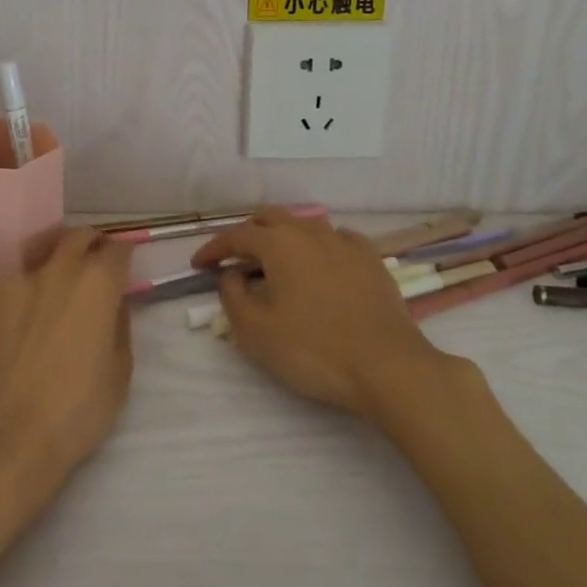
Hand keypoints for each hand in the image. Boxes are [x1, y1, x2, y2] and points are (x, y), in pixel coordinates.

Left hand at [0, 227, 133, 515]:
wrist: (1, 438)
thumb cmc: (74, 412)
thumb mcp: (120, 373)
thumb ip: (119, 327)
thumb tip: (110, 308)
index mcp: (97, 283)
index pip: (118, 249)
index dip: (123, 256)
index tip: (122, 269)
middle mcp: (56, 269)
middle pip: (77, 237)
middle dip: (89, 245)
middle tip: (91, 267)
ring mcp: (13, 281)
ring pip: (38, 263)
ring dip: (50, 276)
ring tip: (45, 307)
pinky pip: (7, 289)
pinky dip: (16, 300)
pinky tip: (11, 331)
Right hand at [193, 211, 454, 421]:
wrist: (387, 366)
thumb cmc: (313, 350)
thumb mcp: (256, 332)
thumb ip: (232, 296)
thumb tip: (233, 275)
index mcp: (279, 243)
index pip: (237, 235)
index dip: (214, 249)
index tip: (199, 264)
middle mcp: (310, 231)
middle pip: (271, 220)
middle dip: (248, 235)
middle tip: (235, 259)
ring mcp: (345, 241)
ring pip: (304, 226)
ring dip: (283, 238)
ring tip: (275, 262)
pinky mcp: (371, 258)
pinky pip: (335, 240)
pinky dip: (317, 247)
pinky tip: (319, 265)